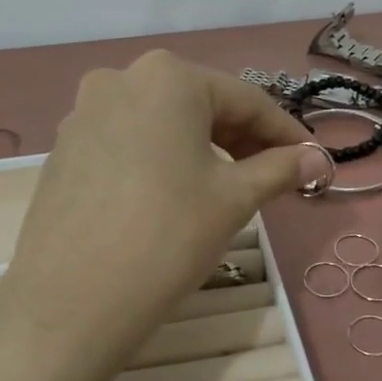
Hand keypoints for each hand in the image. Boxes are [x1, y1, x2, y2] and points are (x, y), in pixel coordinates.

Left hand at [0, 52, 311, 377]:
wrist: (70, 303)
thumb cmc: (167, 236)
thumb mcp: (234, 199)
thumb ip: (280, 168)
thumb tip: (318, 159)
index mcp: (168, 77)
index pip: (245, 100)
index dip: (285, 133)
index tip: (312, 160)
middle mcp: (120, 79)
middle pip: (200, 106)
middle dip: (242, 140)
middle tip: (275, 176)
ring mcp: (84, 113)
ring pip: (163, 125)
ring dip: (203, 149)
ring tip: (229, 187)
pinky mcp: (64, 149)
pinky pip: (129, 143)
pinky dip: (162, 160)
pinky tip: (175, 195)